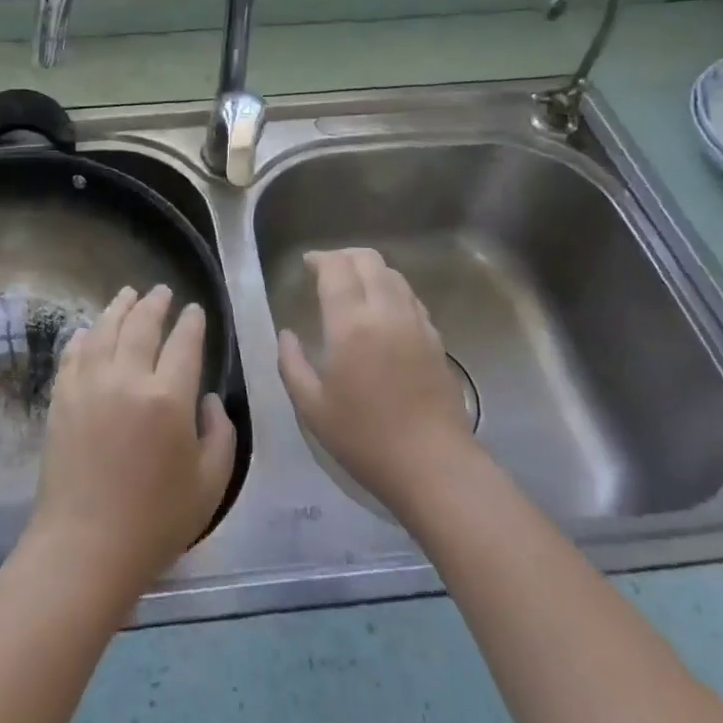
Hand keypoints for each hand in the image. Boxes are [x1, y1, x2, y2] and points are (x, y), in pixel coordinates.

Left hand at [27, 285, 235, 600]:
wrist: (85, 546)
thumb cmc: (156, 521)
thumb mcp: (211, 484)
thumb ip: (220, 434)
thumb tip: (207, 400)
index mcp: (168, 397)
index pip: (184, 343)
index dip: (192, 322)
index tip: (195, 310)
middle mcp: (126, 378)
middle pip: (141, 325)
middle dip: (155, 303)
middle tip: (162, 291)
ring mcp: (88, 385)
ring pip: (105, 330)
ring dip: (119, 307)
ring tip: (128, 294)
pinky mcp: (61, 398)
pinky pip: (73, 354)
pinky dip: (85, 336)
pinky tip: (90, 330)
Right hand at [277, 248, 479, 519]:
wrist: (433, 465)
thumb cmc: (364, 438)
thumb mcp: (311, 406)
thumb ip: (291, 363)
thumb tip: (287, 334)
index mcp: (351, 323)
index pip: (336, 268)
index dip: (319, 258)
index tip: (307, 264)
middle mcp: (386, 312)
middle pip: (369, 260)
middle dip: (344, 256)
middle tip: (326, 269)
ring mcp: (416, 323)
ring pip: (394, 274)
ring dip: (370, 270)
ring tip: (353, 287)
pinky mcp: (436, 339)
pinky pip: (411, 298)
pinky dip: (391, 290)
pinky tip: (382, 312)